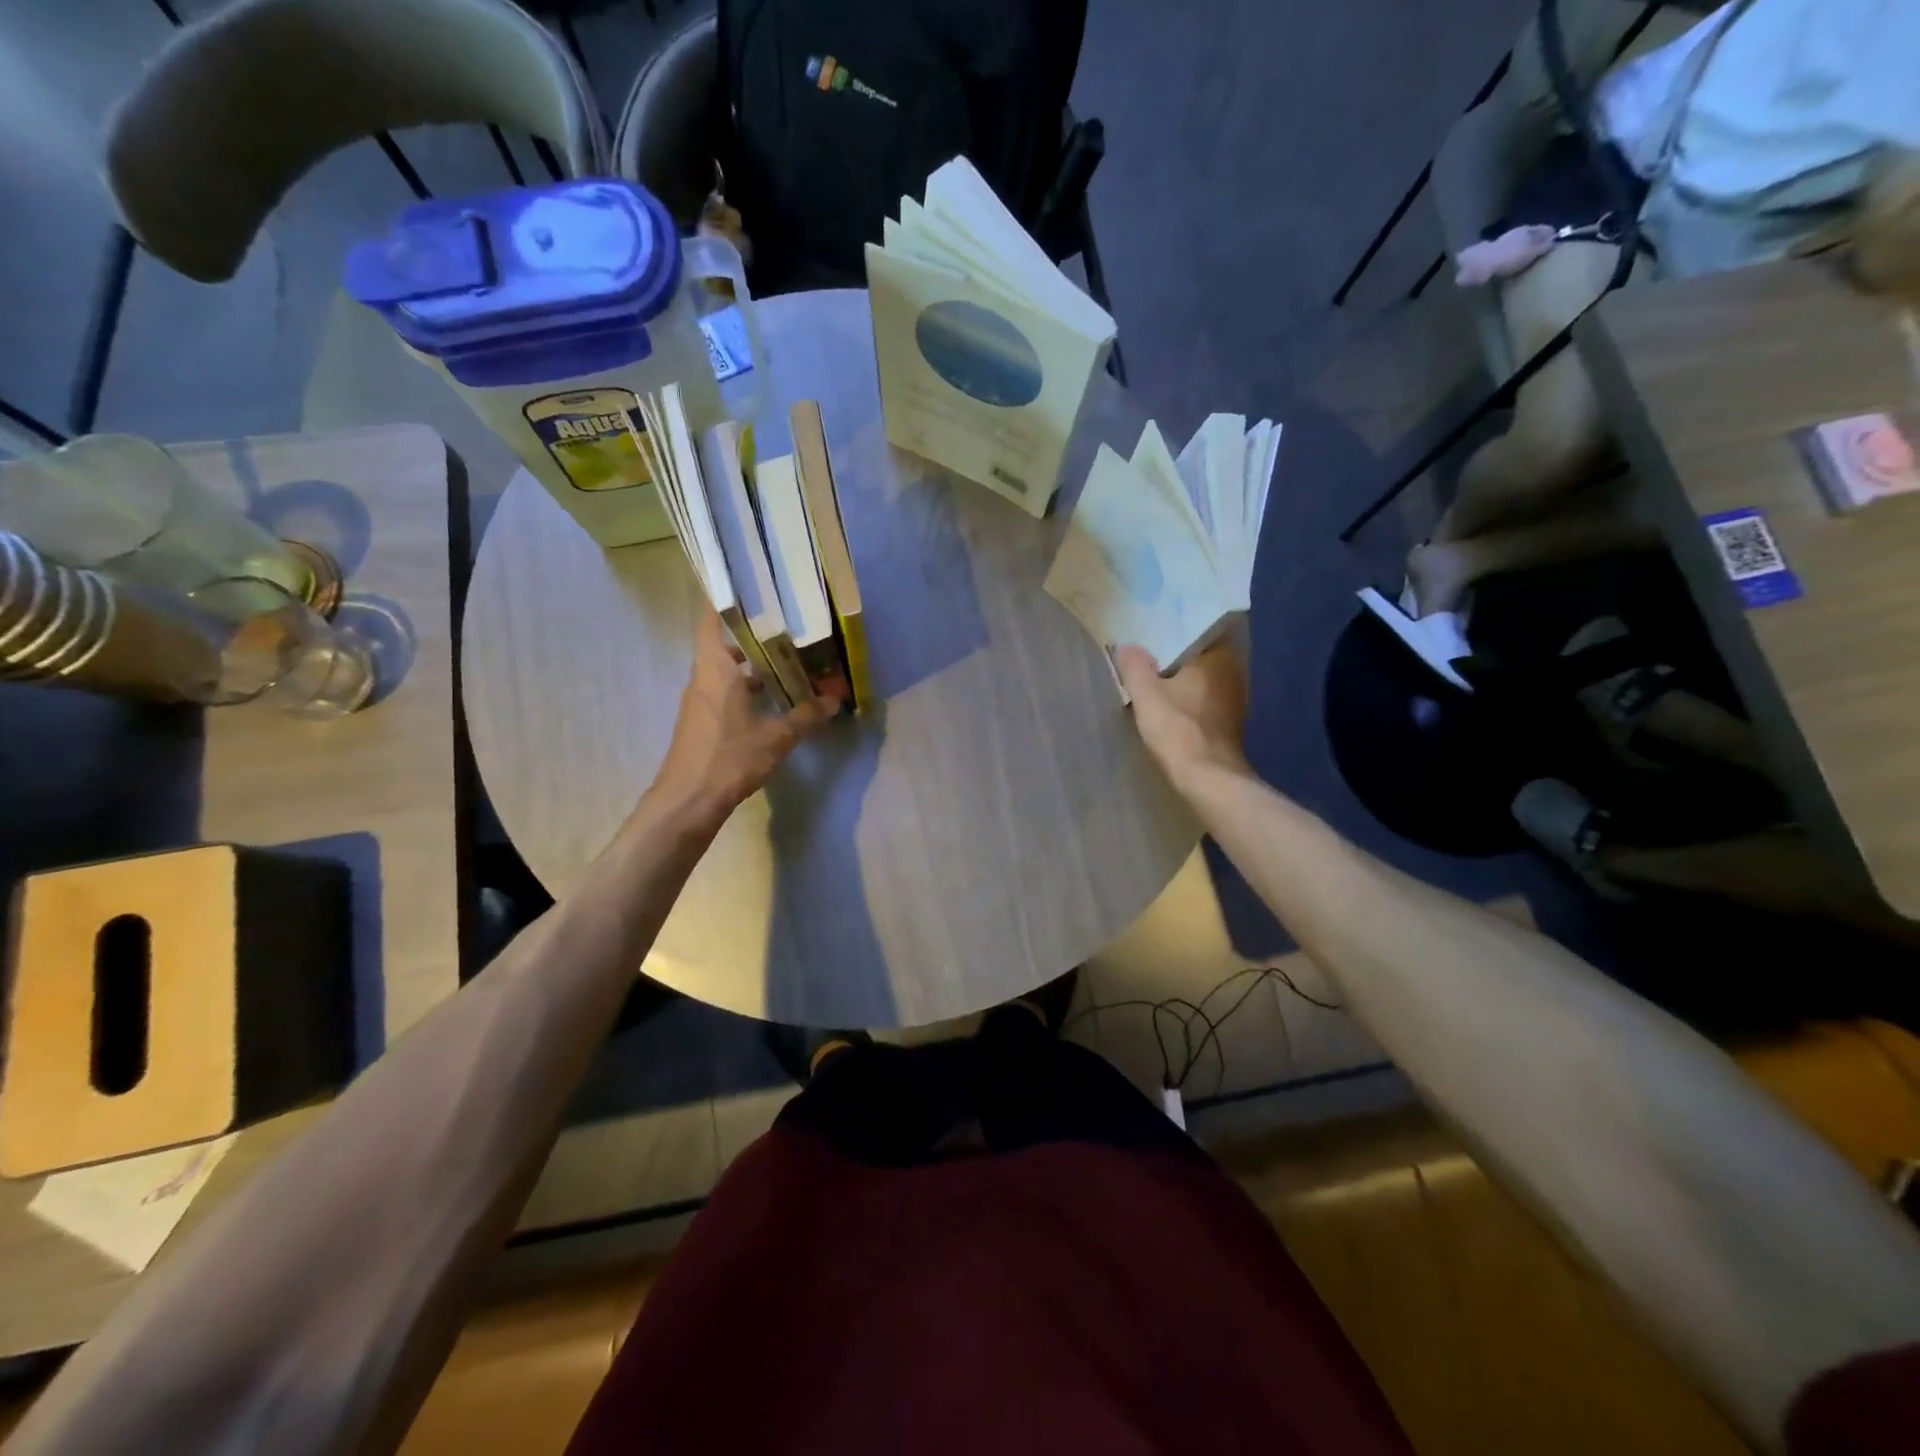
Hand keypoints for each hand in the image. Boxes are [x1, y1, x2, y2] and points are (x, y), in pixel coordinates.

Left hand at [649, 609, 839, 824]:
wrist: (688, 800)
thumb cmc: (729, 757)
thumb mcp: (776, 737)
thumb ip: (806, 716)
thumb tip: (834, 700)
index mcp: (715, 669)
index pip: (711, 621)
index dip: (724, 601)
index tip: (747, 589)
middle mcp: (703, 679)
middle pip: (723, 646)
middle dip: (752, 638)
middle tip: (786, 630)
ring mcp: (699, 702)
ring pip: (726, 672)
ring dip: (752, 667)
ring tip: (787, 663)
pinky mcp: (702, 722)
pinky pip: (725, 693)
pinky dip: (746, 690)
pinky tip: (773, 701)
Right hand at [1115, 639, 1249, 787]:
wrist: (1208, 779)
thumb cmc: (1178, 730)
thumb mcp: (1146, 695)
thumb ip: (1135, 667)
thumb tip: (1126, 645)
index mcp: (1218, 657)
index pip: (1200, 629)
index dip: (1177, 628)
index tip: (1156, 628)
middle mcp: (1235, 671)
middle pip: (1203, 653)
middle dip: (1180, 652)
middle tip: (1151, 649)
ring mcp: (1237, 697)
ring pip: (1206, 676)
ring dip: (1186, 675)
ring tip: (1158, 674)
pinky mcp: (1233, 720)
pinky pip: (1208, 696)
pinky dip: (1192, 695)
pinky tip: (1173, 701)